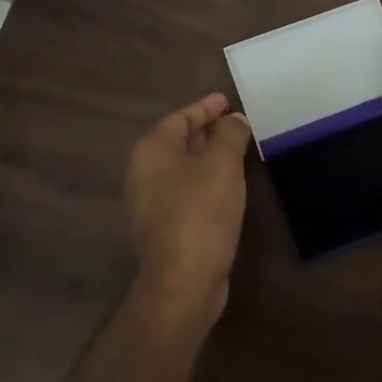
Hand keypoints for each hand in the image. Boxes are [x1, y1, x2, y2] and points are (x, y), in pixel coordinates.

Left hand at [124, 93, 252, 323]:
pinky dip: (206, 180)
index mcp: (152, 151)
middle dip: (206, 130)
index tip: (226, 100)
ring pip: (183, 167)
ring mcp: (152, 203)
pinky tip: (228, 184)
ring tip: (236, 148)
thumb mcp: (222, 165)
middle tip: (234, 121)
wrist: (183, 281)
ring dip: (208, 156)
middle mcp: (144, 173)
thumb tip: (234, 119)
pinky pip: (187, 190)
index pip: (179, 118)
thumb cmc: (200, 213)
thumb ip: (229, 134)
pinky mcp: (165, 227)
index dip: (204, 107)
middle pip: (178, 141)